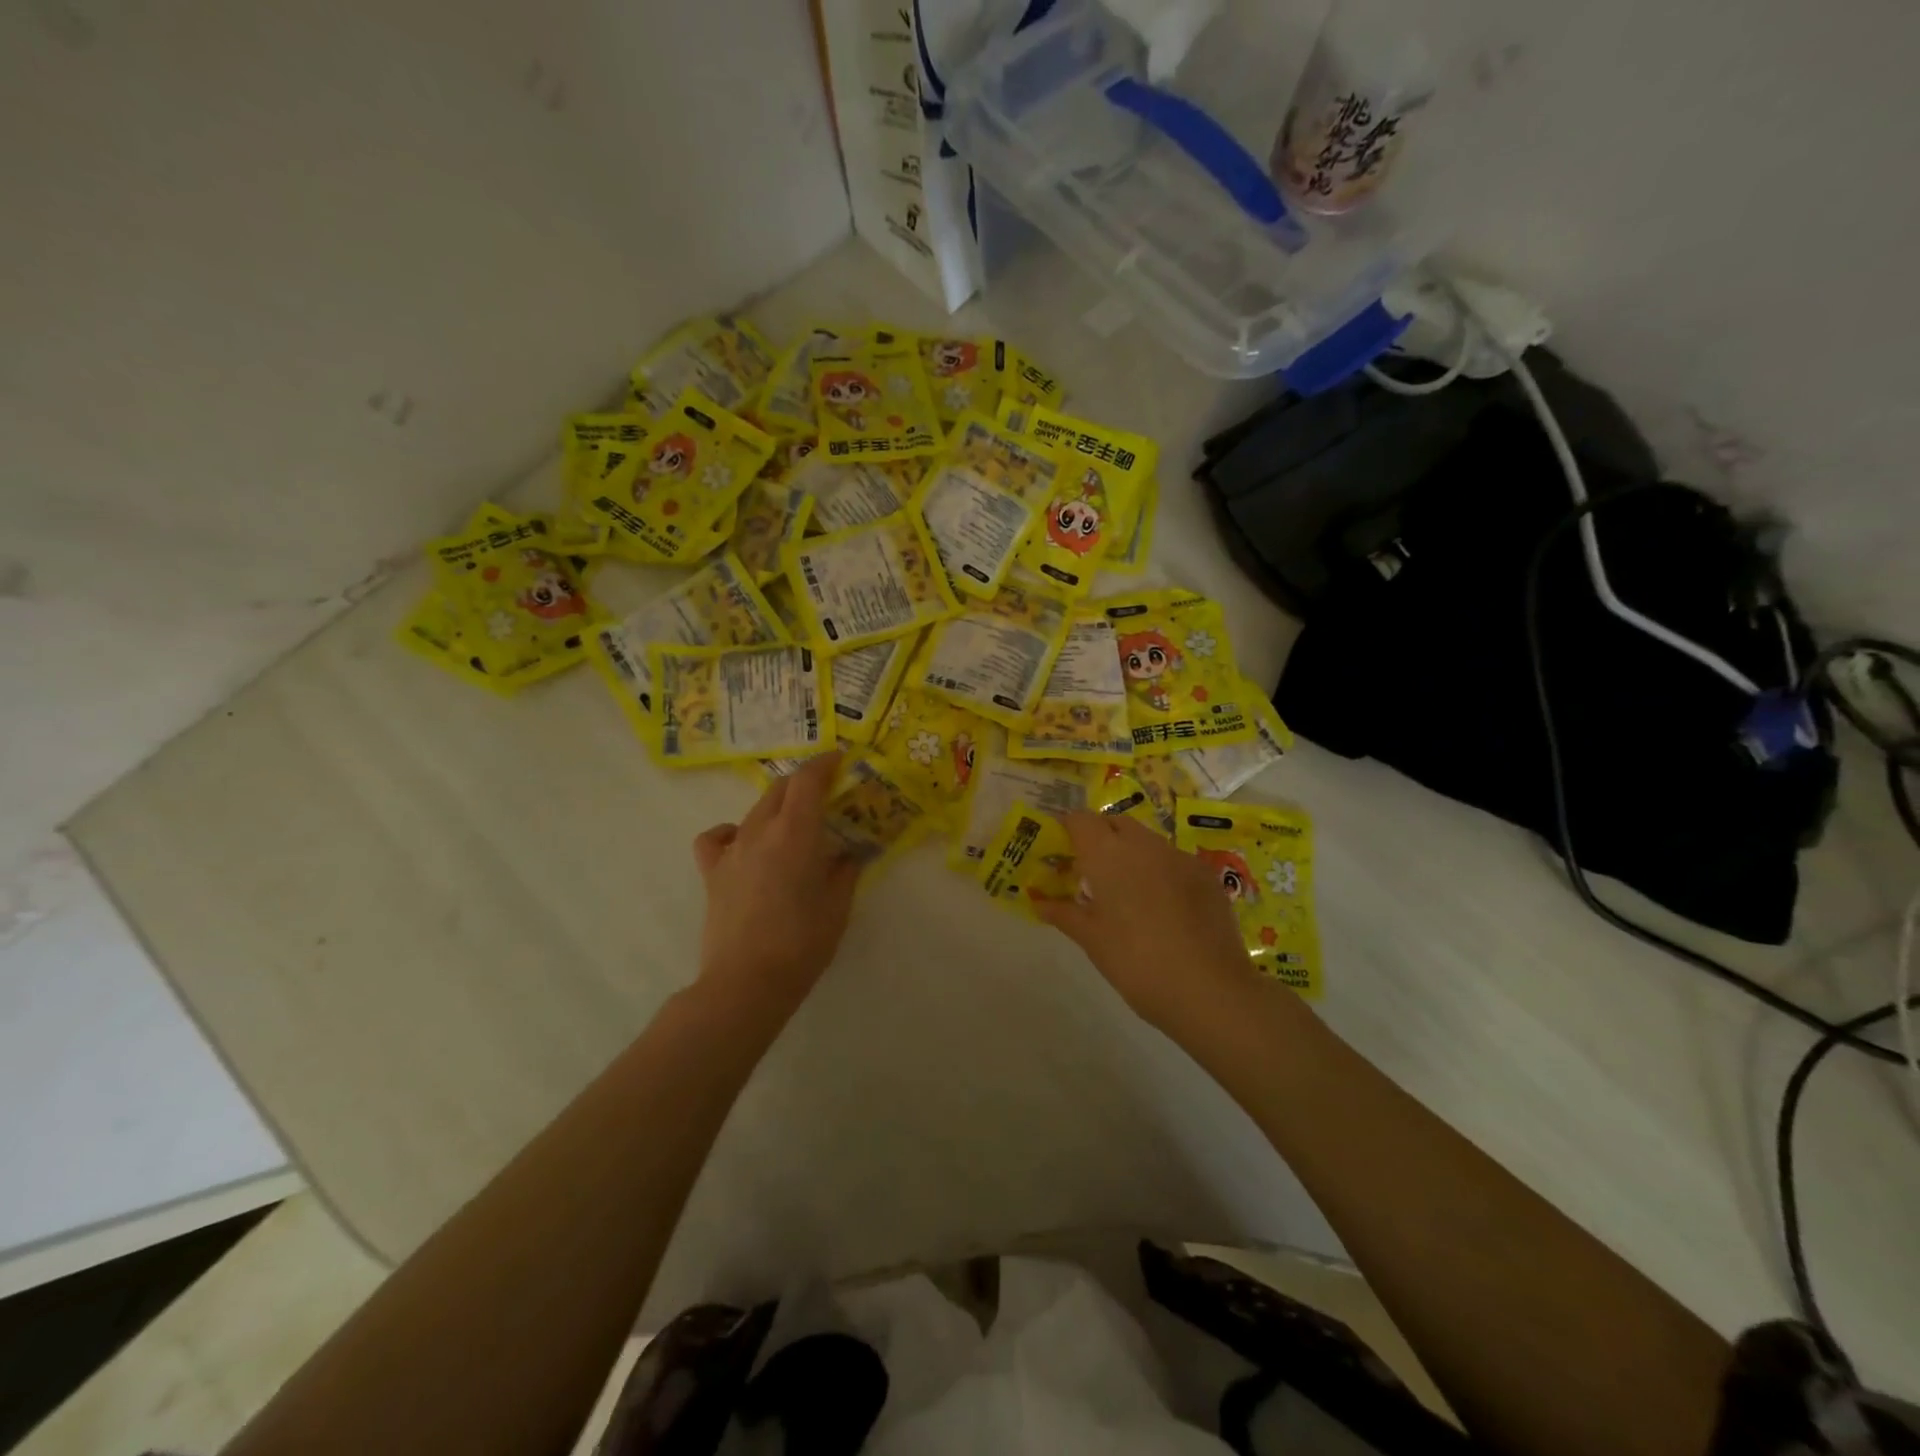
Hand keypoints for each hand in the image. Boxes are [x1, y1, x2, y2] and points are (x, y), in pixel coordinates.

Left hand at [691, 752, 858, 1013]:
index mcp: (795, 833)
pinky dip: (732, 831)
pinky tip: (744, 844)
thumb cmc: (802, 943)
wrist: (746, 983)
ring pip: (754, 810)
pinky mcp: (712, 872)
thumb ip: (844, 870)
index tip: (839, 759)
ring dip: (776, 807)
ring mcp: (732, 850)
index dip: (824, 764)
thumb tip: (848, 854)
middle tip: (824, 793)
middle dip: (803, 783)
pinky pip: (717, 837)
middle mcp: (760, 831)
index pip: (807, 781)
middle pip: (779, 789)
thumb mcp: (838, 906)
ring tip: (792, 824)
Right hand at [1038, 812, 1257, 1035]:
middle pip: (1115, 823)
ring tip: (1125, 892)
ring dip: (1131, 854)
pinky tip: (1163, 908)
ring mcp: (1180, 857)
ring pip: (1147, 841)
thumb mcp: (1092, 940)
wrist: (1210, 990)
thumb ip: (1064, 913)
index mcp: (1108, 853)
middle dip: (1100, 837)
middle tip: (1089, 871)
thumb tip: (1038, 902)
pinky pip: (1174, 861)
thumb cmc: (1136, 962)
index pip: (1081, 820)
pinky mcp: (1207, 875)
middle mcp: (1144, 844)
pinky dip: (1161, 872)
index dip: (1067, 829)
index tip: (1060, 850)